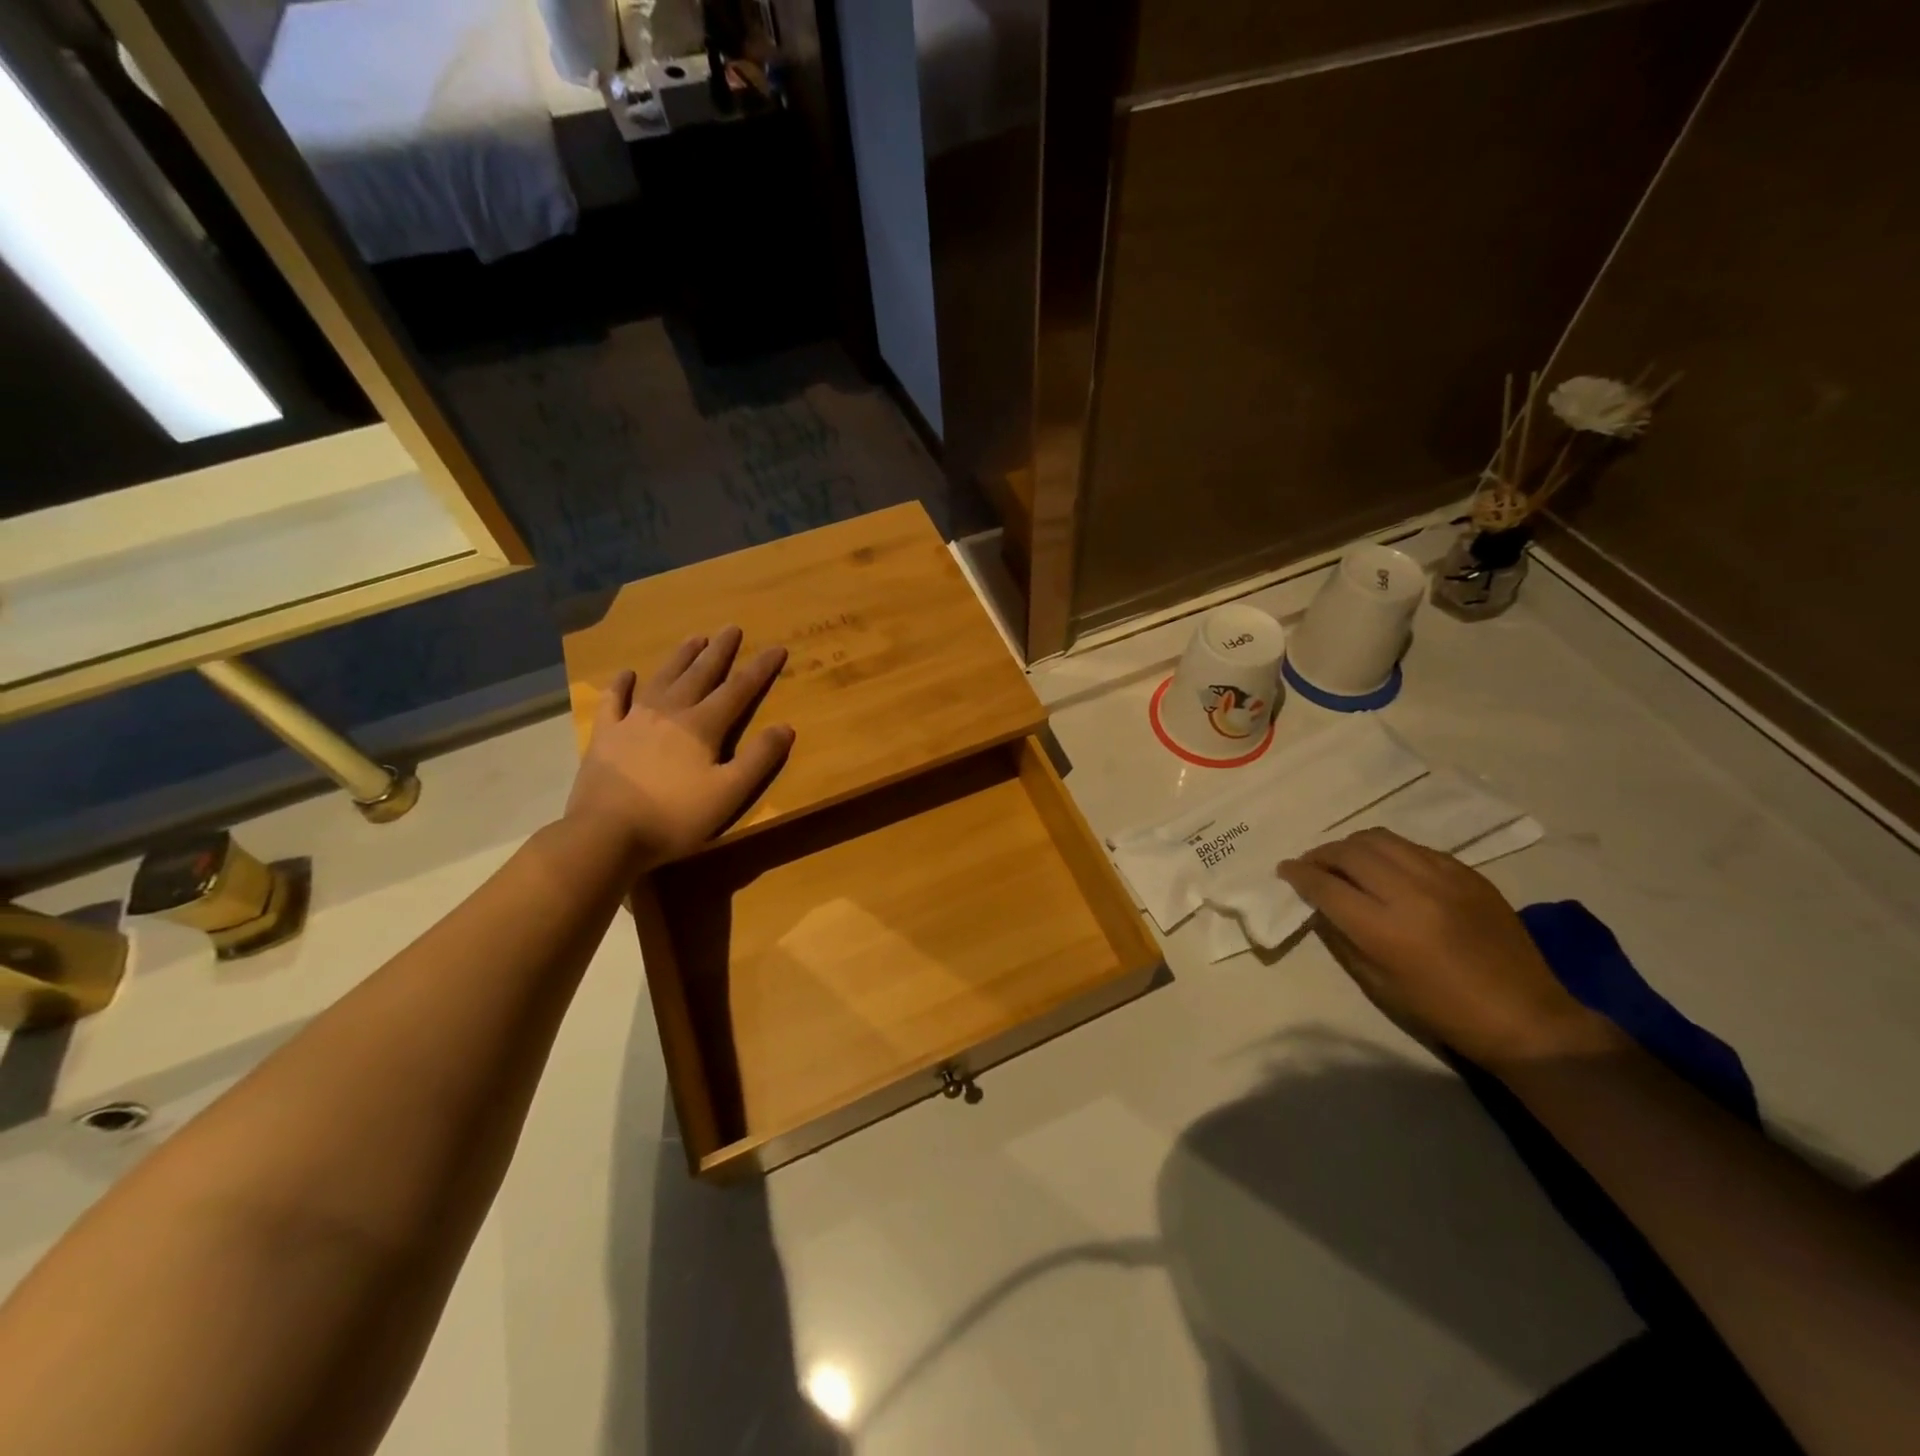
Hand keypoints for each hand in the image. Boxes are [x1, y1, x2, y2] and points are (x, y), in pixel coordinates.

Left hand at [564, 627, 794, 866]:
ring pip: (663, 679)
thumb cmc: (674, 817)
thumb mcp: (729, 794)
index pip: (738, 690)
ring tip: (695, 638)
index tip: (776, 648)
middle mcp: (670, 712)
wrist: (606, 834)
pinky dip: (621, 684)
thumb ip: (759, 759)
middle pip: (700, 675)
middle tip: (731, 628)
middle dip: (719, 651)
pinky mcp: (606, 735)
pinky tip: (626, 673)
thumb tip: (786, 727)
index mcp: (702, 726)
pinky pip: (614, 701)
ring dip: (681, 657)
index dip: (759, 669)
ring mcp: (633, 720)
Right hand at [1278, 829, 1617, 1066]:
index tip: (1285, 870)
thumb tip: (1319, 905)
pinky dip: (1388, 851)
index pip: (1327, 886)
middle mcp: (1411, 893)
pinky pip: (1414, 847)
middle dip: (1321, 854)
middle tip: (1310, 864)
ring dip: (1351, 846)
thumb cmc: (1442, 1011)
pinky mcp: (1467, 873)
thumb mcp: (1377, 984)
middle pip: (1350, 853)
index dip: (1299, 874)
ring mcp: (1443, 878)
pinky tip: (1385, 866)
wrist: (1525, 1016)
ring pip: (1380, 839)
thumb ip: (1342, 938)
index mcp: (1385, 929)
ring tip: (1343, 859)